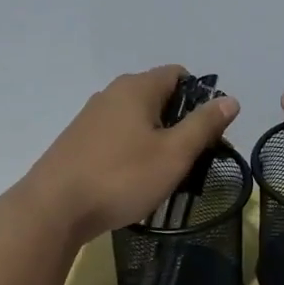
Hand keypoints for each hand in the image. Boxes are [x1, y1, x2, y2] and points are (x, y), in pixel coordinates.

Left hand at [22, 66, 240, 242]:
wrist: (53, 209)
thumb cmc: (121, 177)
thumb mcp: (174, 154)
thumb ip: (204, 125)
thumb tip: (230, 100)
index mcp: (136, 88)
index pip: (178, 74)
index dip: (200, 97)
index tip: (209, 131)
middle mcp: (111, 94)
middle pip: (158, 97)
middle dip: (180, 123)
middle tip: (192, 158)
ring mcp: (90, 117)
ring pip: (137, 120)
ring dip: (157, 141)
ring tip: (166, 174)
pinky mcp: (78, 142)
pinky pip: (117, 137)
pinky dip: (133, 152)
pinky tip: (134, 181)